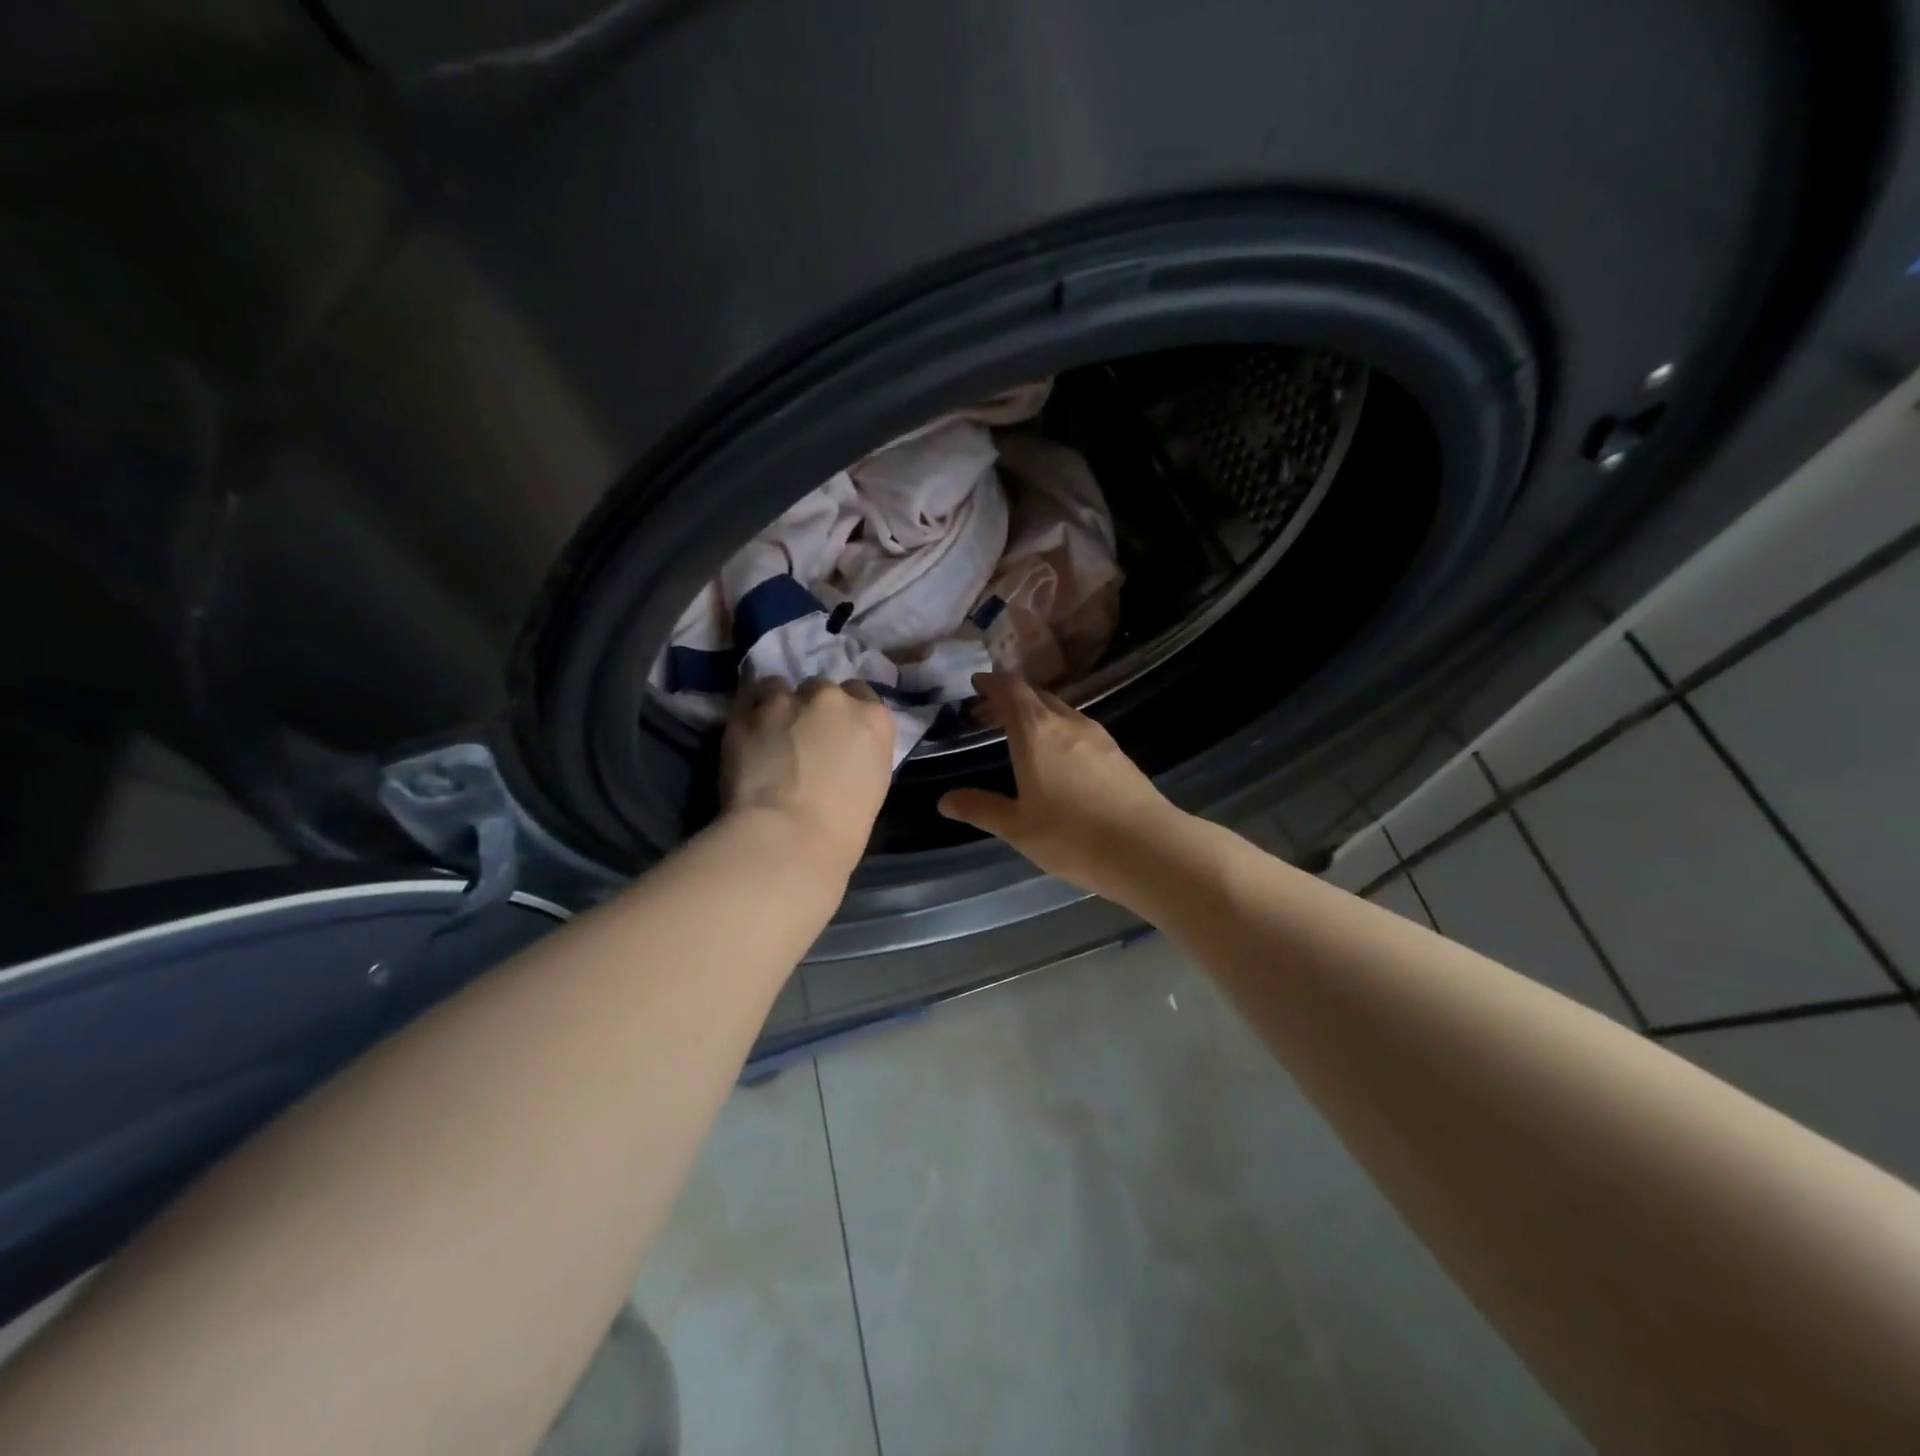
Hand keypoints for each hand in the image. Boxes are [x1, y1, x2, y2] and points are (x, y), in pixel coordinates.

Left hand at [721, 677, 895, 866]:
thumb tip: (839, 750)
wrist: (789, 836)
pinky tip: (747, 735)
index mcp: (874, 719)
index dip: (846, 711)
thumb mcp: (873, 783)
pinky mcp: (746, 712)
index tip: (836, 730)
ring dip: (777, 705)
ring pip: (779, 687)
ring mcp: (787, 701)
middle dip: (812, 707)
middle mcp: (833, 698)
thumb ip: (858, 751)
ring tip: (768, 732)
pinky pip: (747, 700)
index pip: (862, 694)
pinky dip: (748, 714)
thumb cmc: (843, 826)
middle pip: (821, 688)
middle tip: (801, 736)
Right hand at [937, 672, 1179, 896]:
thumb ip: (980, 809)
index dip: (992, 683)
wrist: (1146, 848)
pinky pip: (1080, 728)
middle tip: (990, 713)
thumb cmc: (1071, 836)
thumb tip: (945, 800)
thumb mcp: (1017, 827)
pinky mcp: (1118, 753)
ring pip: (1061, 711)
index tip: (976, 684)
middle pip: (1036, 695)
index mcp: (1036, 731)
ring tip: (1021, 735)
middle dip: (1011, 698)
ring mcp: (1098, 736)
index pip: (1011, 690)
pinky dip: (1059, 730)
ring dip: (1037, 713)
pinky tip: (1058, 757)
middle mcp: (1067, 723)